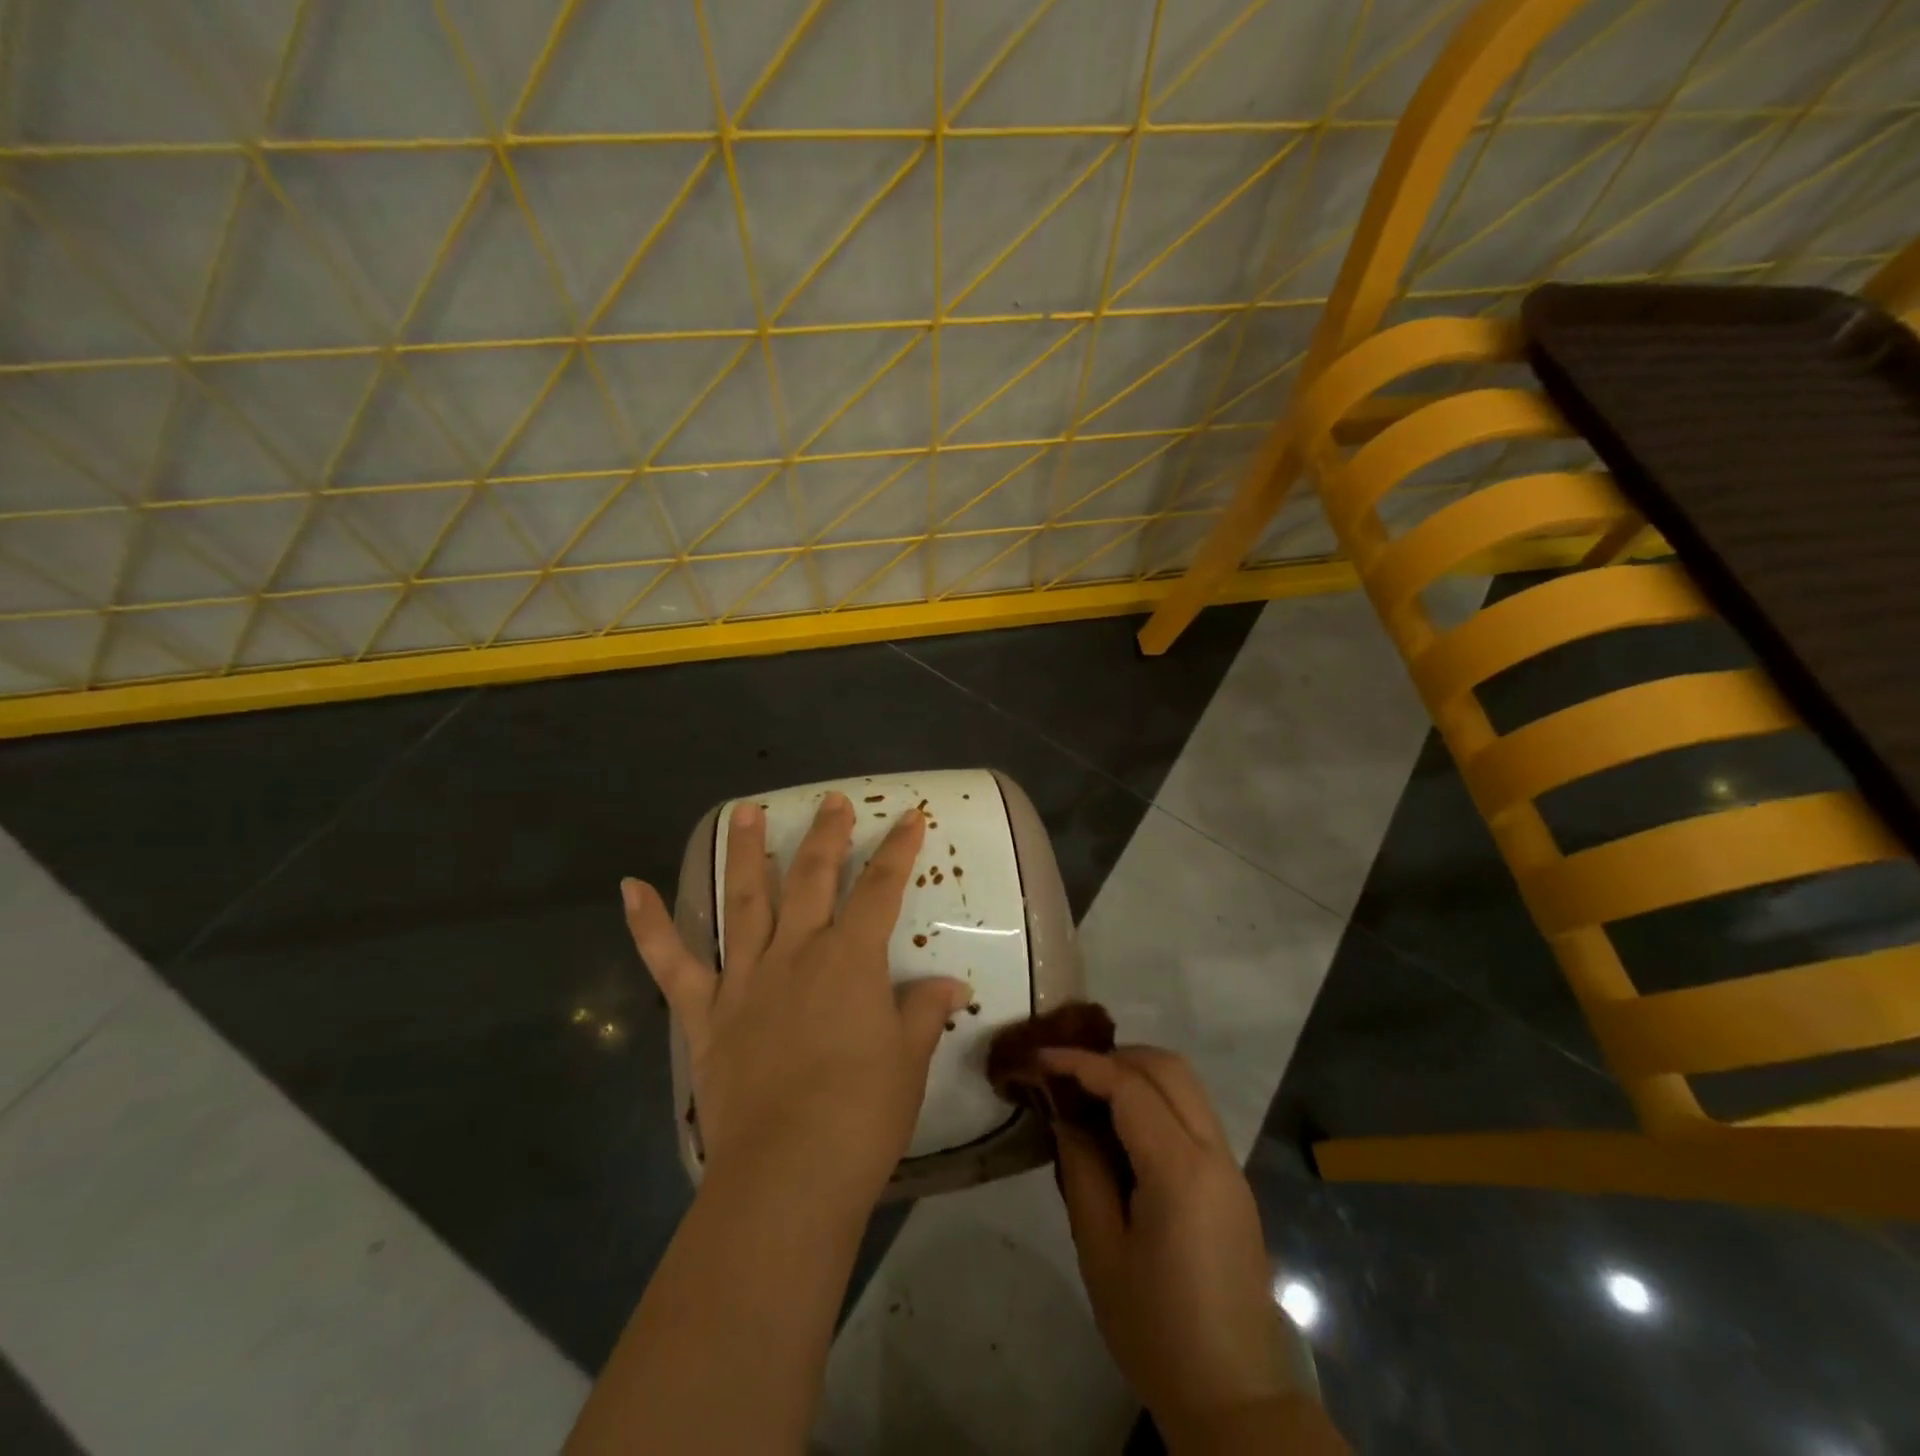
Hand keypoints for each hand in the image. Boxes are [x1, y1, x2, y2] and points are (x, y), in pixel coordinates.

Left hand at [622, 793, 972, 1206]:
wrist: (788, 1174)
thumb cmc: (862, 1115)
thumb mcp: (909, 1060)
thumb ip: (925, 1013)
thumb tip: (951, 986)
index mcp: (850, 960)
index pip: (882, 889)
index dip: (898, 849)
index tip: (910, 816)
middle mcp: (796, 952)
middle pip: (812, 878)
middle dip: (826, 835)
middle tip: (831, 801)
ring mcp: (745, 978)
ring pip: (744, 900)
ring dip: (745, 852)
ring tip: (745, 811)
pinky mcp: (706, 1013)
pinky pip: (672, 963)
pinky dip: (648, 926)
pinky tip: (630, 887)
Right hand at [1042, 1046, 1303, 1449]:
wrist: (1235, 1399)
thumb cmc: (1156, 1331)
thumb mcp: (1100, 1252)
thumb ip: (1082, 1170)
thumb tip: (1066, 1115)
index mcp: (1180, 1170)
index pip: (1128, 1086)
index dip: (1081, 1063)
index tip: (1041, 1057)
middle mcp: (1214, 1152)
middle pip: (1168, 1068)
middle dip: (1114, 1056)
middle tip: (1069, 1073)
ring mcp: (1230, 1165)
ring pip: (1186, 1084)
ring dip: (1139, 1072)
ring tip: (1092, 1092)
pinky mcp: (1233, 1181)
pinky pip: (1194, 1112)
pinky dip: (1158, 1097)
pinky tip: (1124, 1125)